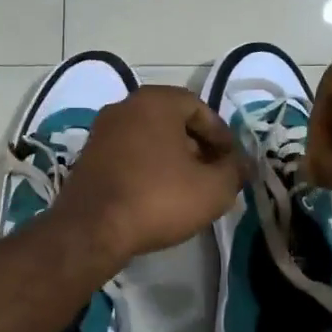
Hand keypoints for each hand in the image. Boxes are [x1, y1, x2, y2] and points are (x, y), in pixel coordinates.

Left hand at [53, 85, 242, 261]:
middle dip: (197, 146)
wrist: (92, 229)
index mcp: (155, 101)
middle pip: (173, 121)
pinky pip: (129, 154)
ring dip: (172, 158)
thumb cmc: (158, 198)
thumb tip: (243, 164)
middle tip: (213, 175)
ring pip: (150, 138)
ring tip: (189, 188)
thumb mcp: (213, 189)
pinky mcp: (88, 157)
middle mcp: (125, 106)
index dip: (222, 135)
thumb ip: (234, 171)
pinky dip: (148, 168)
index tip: (231, 163)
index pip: (200, 108)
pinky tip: (158, 195)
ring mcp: (102, 131)